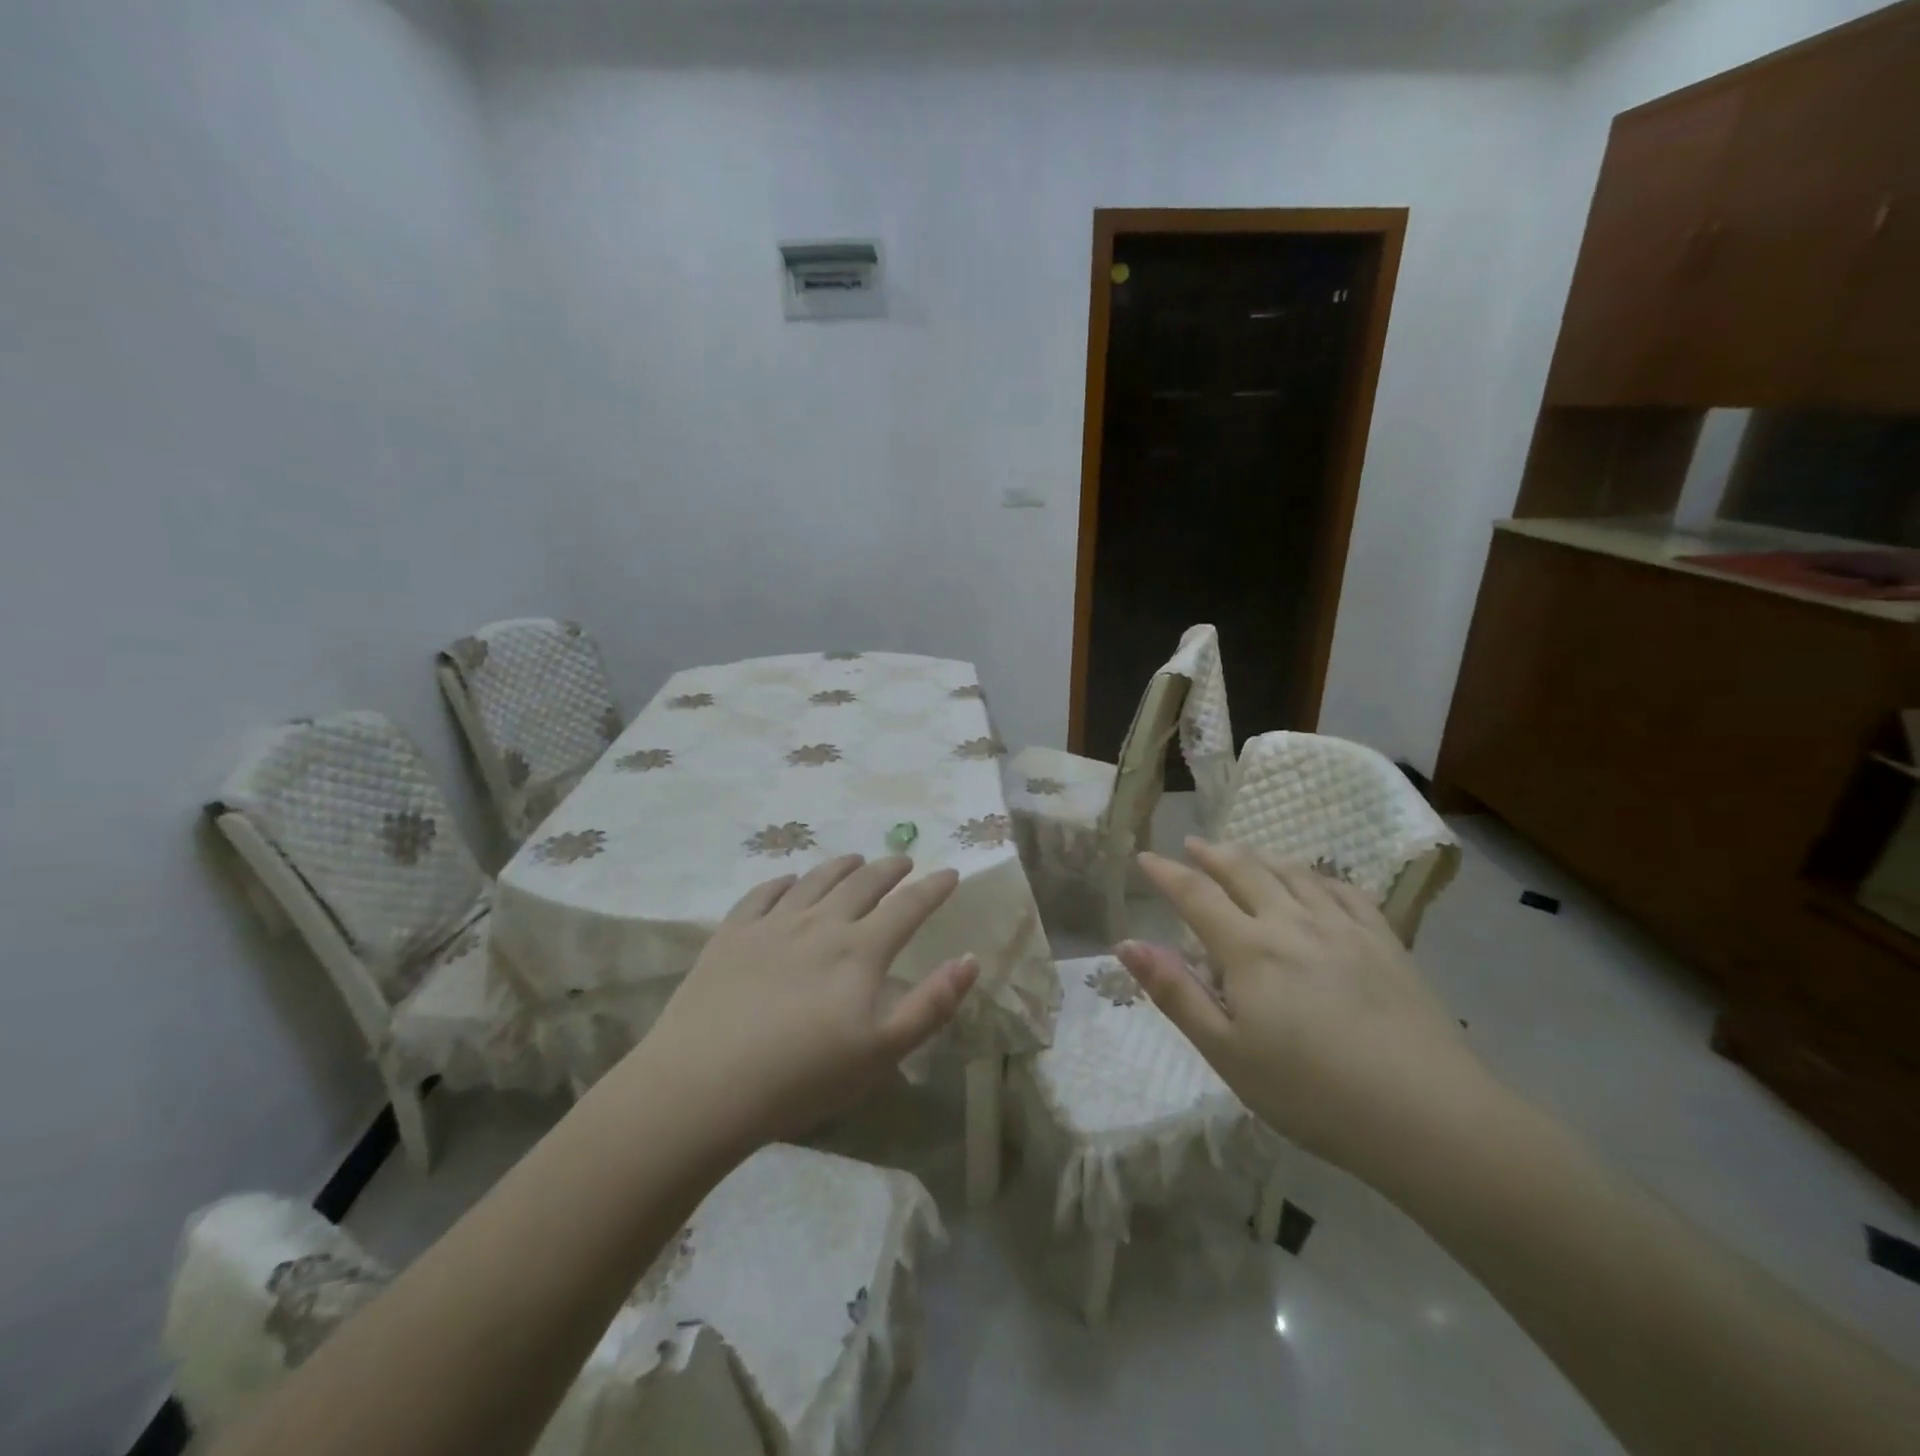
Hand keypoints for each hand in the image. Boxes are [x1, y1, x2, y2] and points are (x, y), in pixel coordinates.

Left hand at [636, 855, 978, 1146]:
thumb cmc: (802, 1077)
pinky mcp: (731, 935)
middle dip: (889, 868)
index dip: (933, 888)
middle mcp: (820, 924)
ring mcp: (772, 925)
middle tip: (903, 860)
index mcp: (860, 951)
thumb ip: (931, 1004)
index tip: (950, 872)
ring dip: (840, 866)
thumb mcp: (882, 1052)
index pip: (908, 907)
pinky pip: (762, 894)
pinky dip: (783, 882)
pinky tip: (789, 882)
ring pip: (815, 881)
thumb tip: (970, 959)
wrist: (704, 1085)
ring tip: (854, 859)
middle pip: (862, 884)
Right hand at [1115, 838, 1500, 1186]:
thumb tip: (1127, 944)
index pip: (1196, 895)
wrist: (1428, 1117)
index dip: (1166, 874)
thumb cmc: (1311, 1093)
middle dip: (1212, 853)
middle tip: (1192, 844)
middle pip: (1245, 871)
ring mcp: (1344, 929)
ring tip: (1244, 852)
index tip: (1145, 858)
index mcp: (1249, 950)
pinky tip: (1314, 880)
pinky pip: (1345, 892)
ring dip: (1260, 857)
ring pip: (1293, 874)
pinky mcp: (1385, 942)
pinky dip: (1318, 876)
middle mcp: (1292, 924)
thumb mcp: (1226, 1053)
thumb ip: (1175, 993)